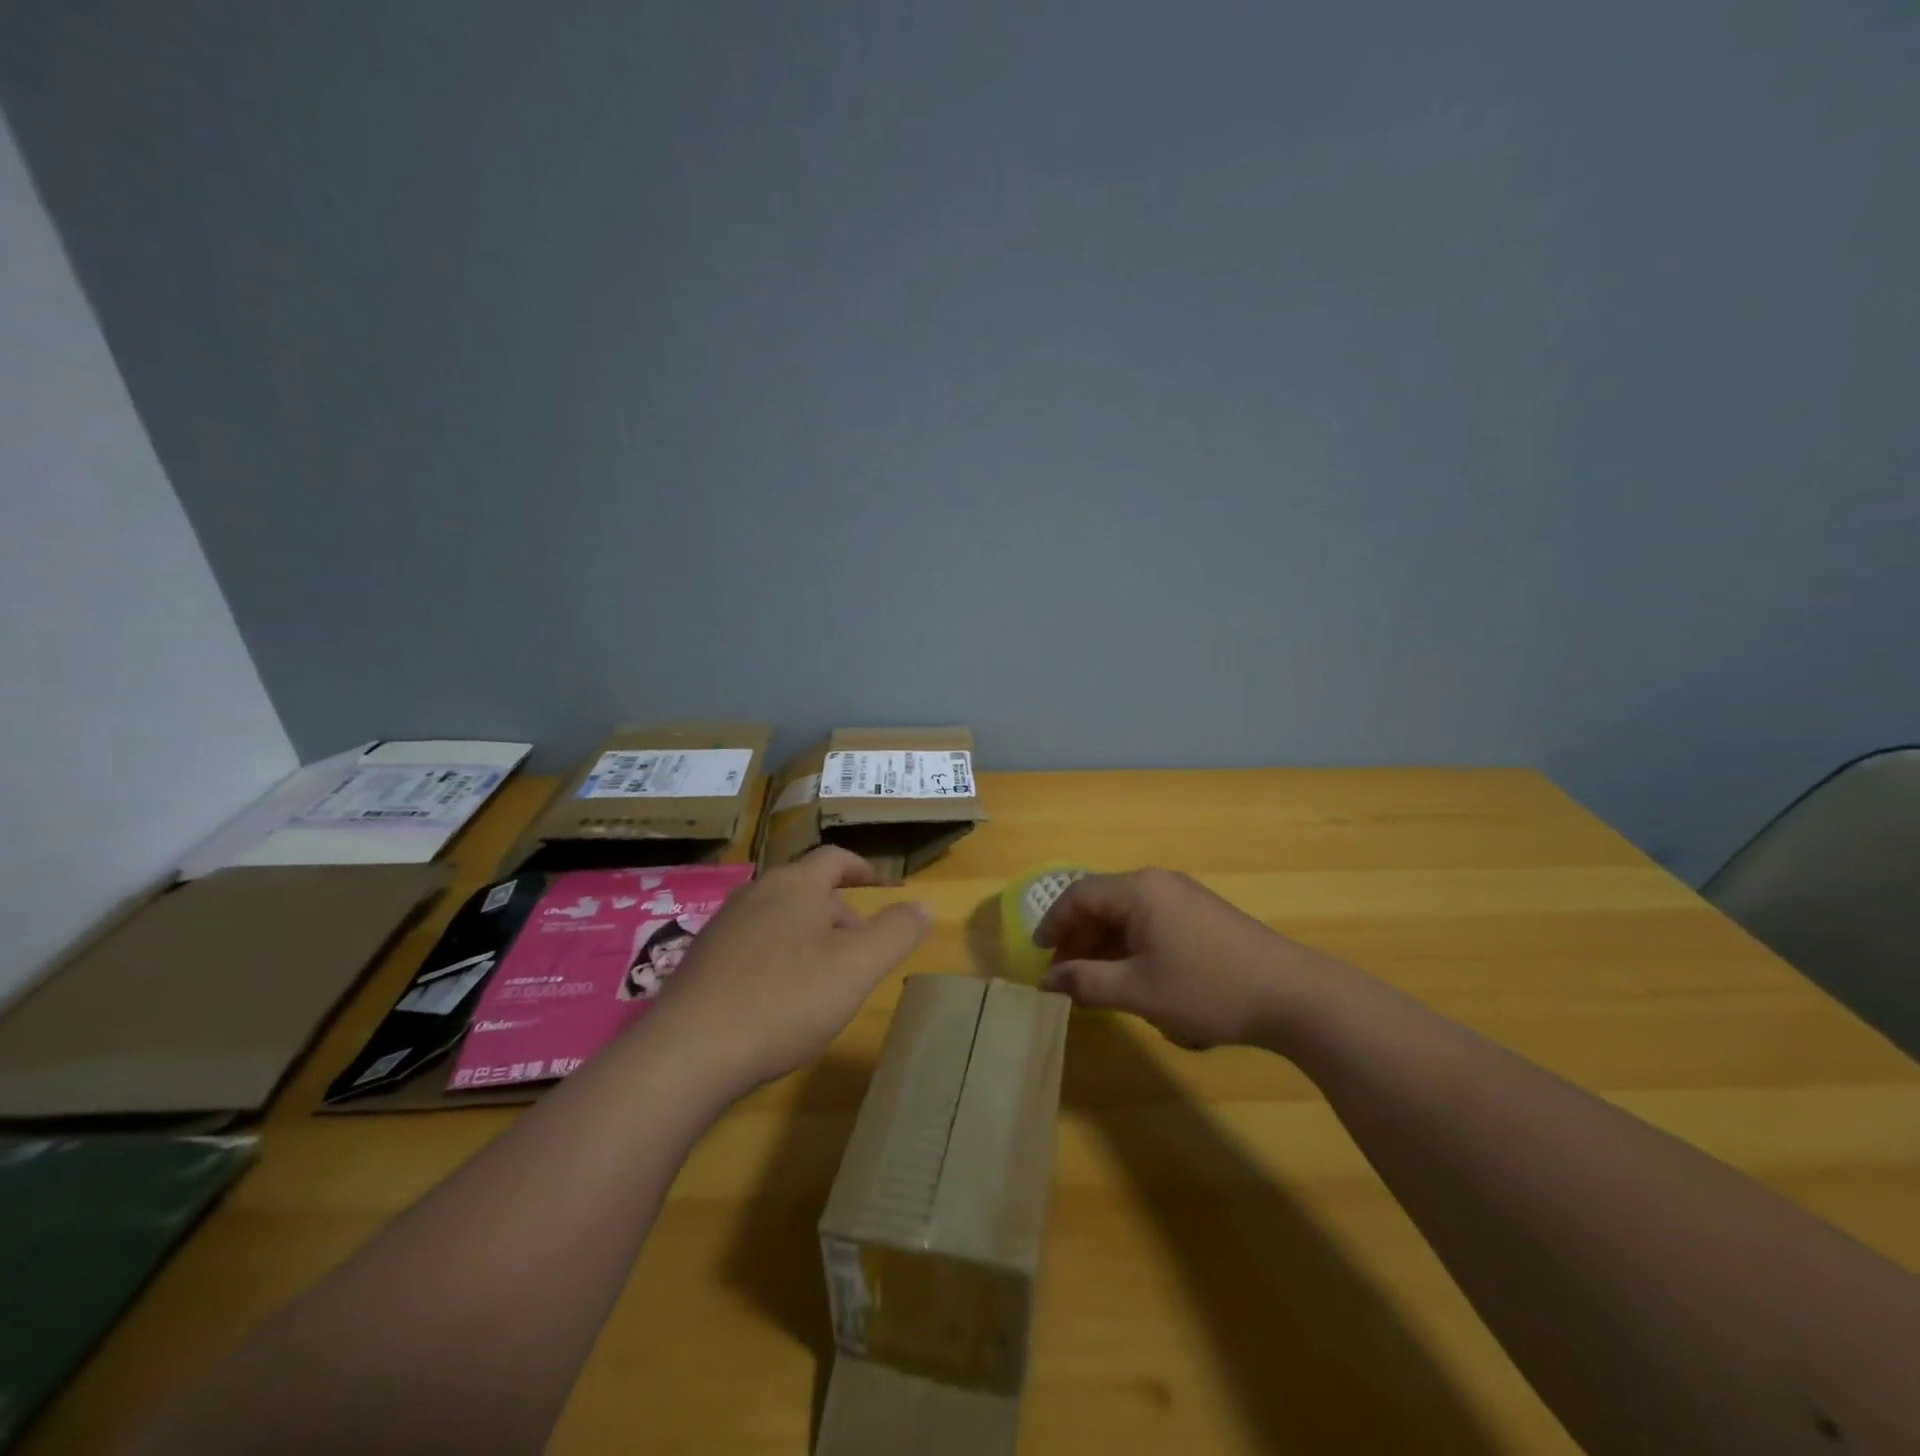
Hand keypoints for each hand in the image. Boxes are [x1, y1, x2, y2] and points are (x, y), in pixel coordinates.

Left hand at [651, 847, 931, 1087]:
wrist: (688, 1052)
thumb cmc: (784, 1000)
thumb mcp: (856, 968)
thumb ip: (895, 933)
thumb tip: (924, 905)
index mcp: (795, 885)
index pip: (835, 858)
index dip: (863, 868)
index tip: (883, 886)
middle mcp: (755, 893)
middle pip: (807, 889)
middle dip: (839, 913)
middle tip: (860, 953)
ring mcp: (723, 926)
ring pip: (779, 918)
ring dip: (808, 937)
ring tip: (824, 979)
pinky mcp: (700, 960)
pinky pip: (752, 944)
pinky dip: (777, 957)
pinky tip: (778, 999)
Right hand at [1035, 868, 1345, 1049]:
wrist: (1292, 995)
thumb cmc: (1206, 988)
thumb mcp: (1138, 991)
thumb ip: (1086, 982)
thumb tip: (1047, 980)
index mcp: (1139, 890)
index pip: (1078, 895)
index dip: (1052, 924)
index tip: (1038, 957)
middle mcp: (1159, 883)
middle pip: (1102, 902)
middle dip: (1077, 938)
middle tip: (1063, 975)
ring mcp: (1184, 897)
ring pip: (1127, 914)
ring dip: (1104, 945)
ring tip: (1094, 982)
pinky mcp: (1202, 915)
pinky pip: (1151, 922)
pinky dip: (1131, 946)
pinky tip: (1133, 977)